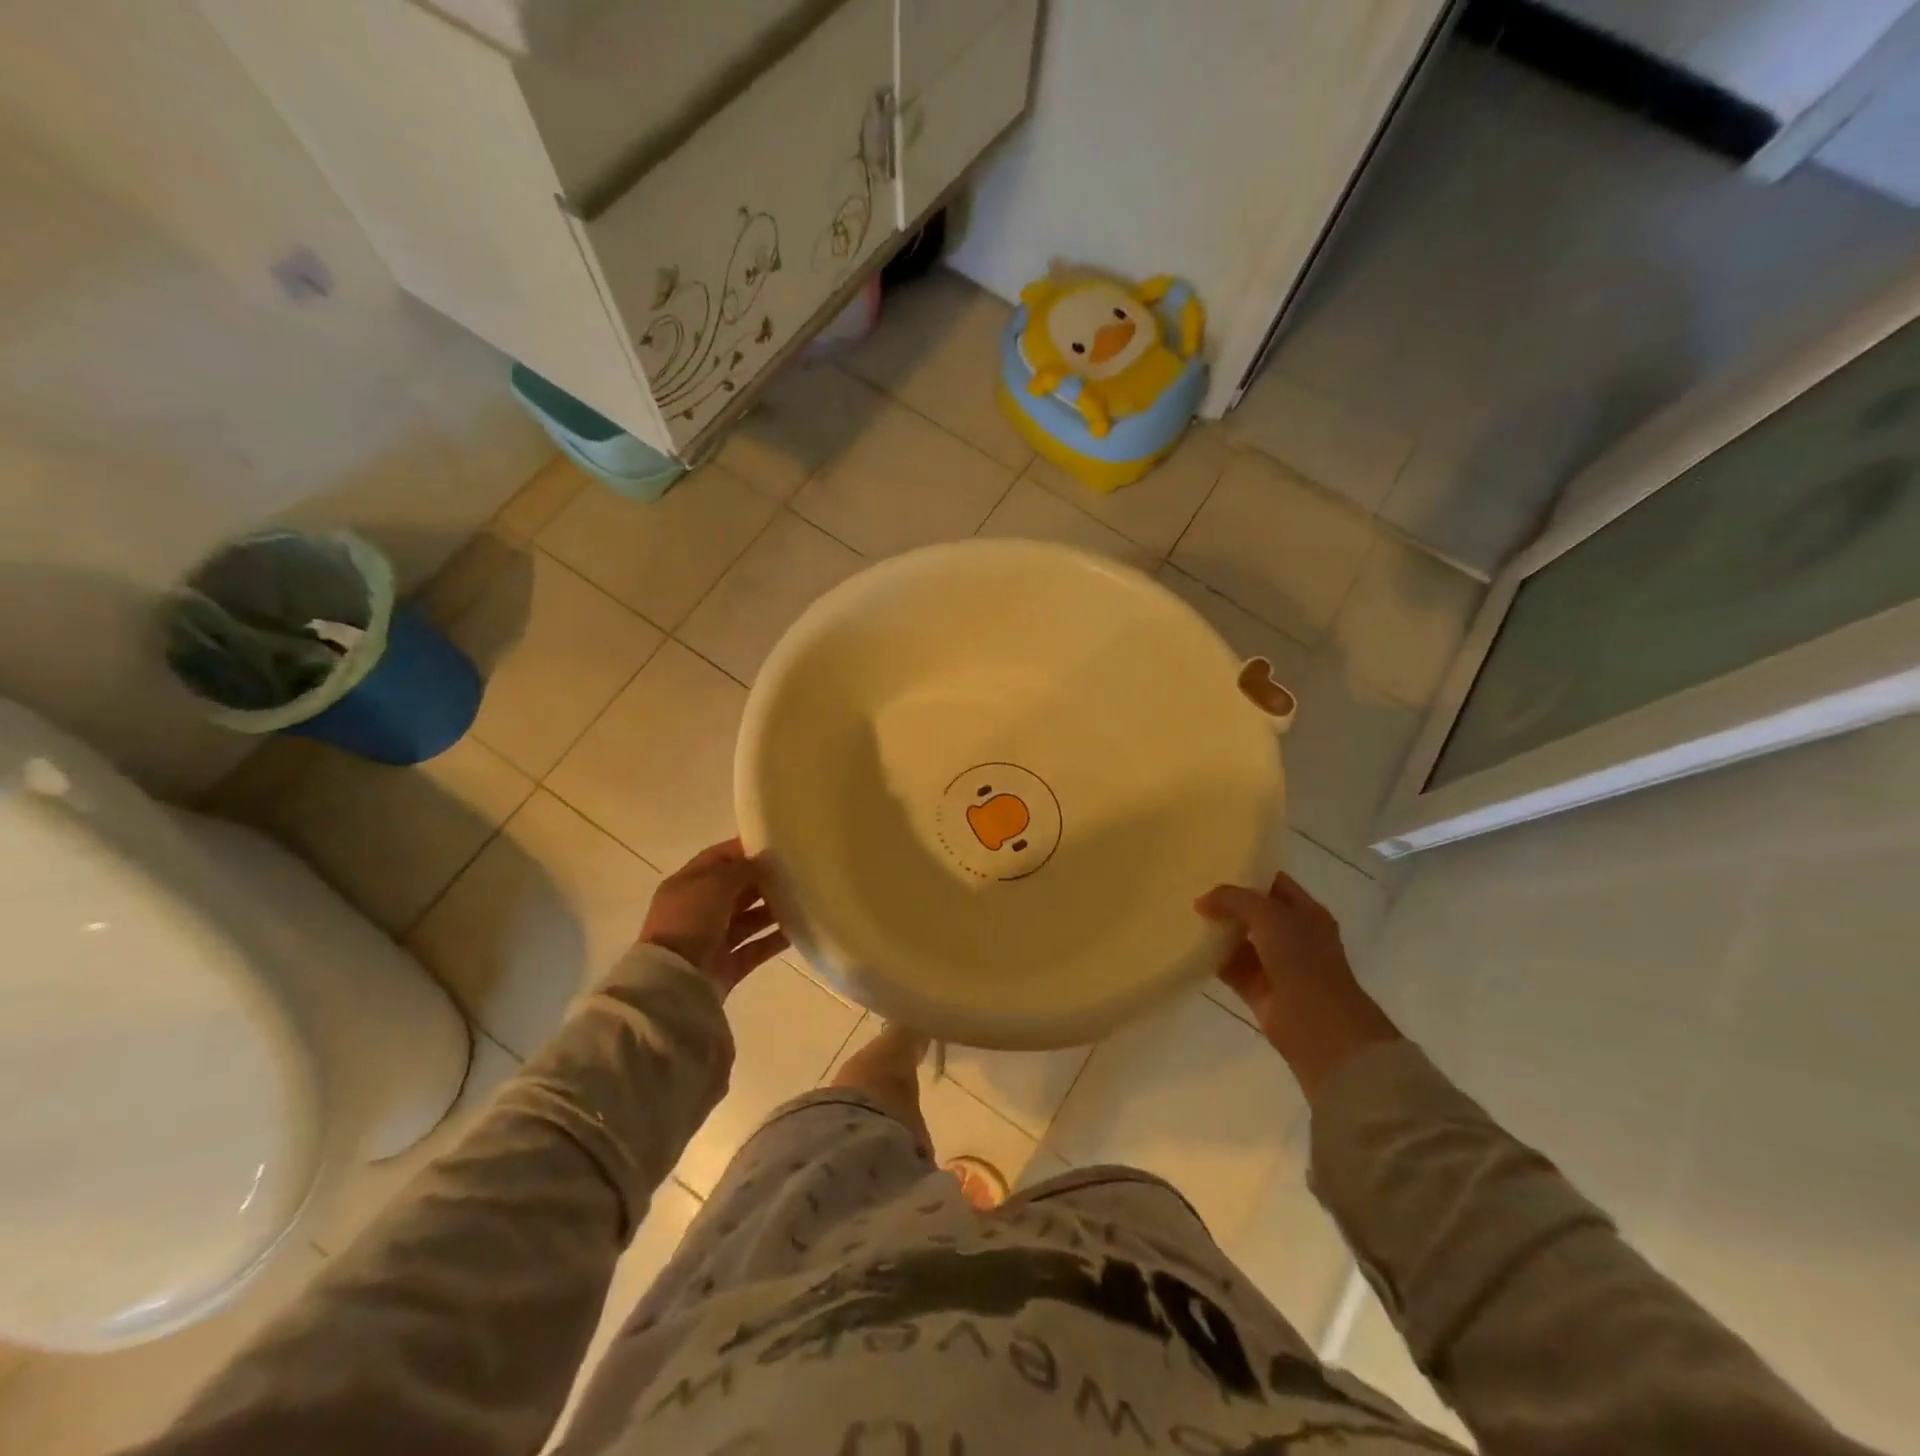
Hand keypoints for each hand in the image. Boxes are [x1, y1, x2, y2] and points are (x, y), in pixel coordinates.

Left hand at [641, 839, 788, 998]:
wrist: (675, 980)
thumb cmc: (690, 920)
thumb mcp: (714, 883)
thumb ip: (742, 869)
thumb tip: (764, 861)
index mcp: (687, 885)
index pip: (718, 858)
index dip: (744, 849)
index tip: (776, 845)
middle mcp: (698, 910)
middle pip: (736, 889)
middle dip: (763, 881)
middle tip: (795, 873)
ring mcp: (713, 940)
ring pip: (749, 919)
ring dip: (772, 910)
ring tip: (802, 900)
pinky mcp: (728, 965)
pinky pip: (756, 947)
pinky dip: (775, 939)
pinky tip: (798, 929)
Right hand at [1196, 871, 1399, 1101]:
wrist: (1319, 1027)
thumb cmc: (1303, 961)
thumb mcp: (1270, 916)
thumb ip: (1234, 899)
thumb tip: (1202, 902)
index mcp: (1306, 913)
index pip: (1274, 884)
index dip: (1248, 874)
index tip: (1214, 867)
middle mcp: (1293, 936)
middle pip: (1254, 912)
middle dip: (1227, 903)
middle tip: (1192, 890)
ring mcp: (1277, 964)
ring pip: (1241, 940)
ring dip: (1218, 932)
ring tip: (1184, 916)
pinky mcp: (1260, 990)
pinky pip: (1232, 968)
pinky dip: (1214, 960)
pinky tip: (1190, 948)